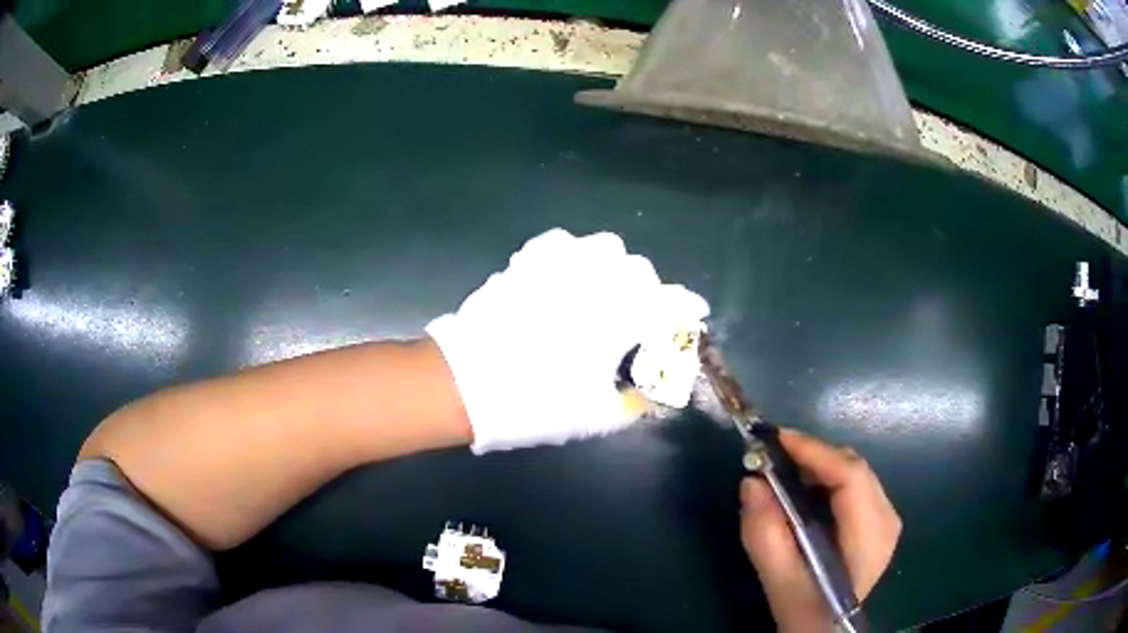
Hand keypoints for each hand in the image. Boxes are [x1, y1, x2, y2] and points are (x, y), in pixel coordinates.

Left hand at [427, 228, 708, 452]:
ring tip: (602, 292)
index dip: (686, 310)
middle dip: (646, 291)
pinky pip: (560, 244)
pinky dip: (572, 256)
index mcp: (621, 316)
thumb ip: (636, 398)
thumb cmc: (538, 401)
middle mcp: (597, 281)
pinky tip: (565, 277)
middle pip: (639, 270)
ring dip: (612, 267)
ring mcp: (559, 265)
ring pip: (603, 247)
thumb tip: (656, 388)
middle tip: (636, 317)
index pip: (670, 303)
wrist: (469, 382)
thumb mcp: (596, 413)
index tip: (693, 314)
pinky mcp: (528, 263)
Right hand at [740, 430, 900, 631]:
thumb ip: (765, 535)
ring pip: (855, 471)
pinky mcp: (878, 520)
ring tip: (784, 467)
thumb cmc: (806, 611)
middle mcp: (887, 518)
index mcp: (870, 537)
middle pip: (854, 467)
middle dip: (814, 454)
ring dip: (819, 463)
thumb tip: (751, 481)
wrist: (826, 628)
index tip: (777, 439)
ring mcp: (887, 517)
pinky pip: (854, 483)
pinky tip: (805, 486)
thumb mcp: (779, 582)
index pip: (851, 478)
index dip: (815, 452)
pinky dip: (827, 476)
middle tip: (773, 454)